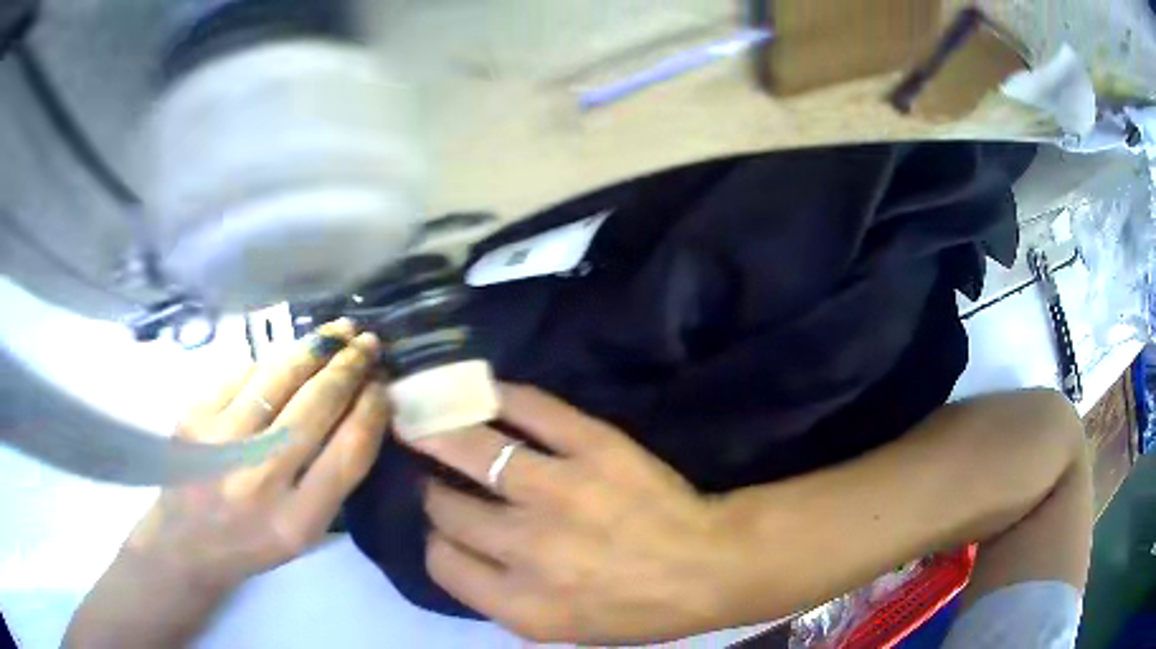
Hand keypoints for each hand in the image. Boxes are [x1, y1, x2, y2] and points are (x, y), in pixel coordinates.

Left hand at [66, 320, 389, 648]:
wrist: (186, 541)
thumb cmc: (252, 542)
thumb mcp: (304, 534)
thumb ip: (332, 481)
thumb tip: (357, 412)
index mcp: (297, 521)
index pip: (348, 453)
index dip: (371, 412)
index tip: (382, 387)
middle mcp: (260, 480)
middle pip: (315, 408)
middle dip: (348, 368)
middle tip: (368, 343)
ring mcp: (221, 442)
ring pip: (279, 378)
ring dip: (315, 348)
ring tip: (338, 330)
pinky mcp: (194, 416)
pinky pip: (242, 372)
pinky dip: (271, 358)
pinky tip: (287, 355)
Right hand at [404, 385, 747, 643]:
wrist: (708, 567)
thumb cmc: (637, 610)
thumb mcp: (560, 630)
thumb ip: (500, 597)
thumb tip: (459, 549)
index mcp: (519, 604)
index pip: (440, 561)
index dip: (436, 540)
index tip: (443, 528)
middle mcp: (525, 547)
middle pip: (446, 508)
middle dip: (436, 494)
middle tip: (439, 478)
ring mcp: (558, 490)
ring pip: (470, 449)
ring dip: (440, 434)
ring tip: (424, 420)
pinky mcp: (593, 447)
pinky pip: (530, 409)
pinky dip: (499, 396)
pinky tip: (480, 393)